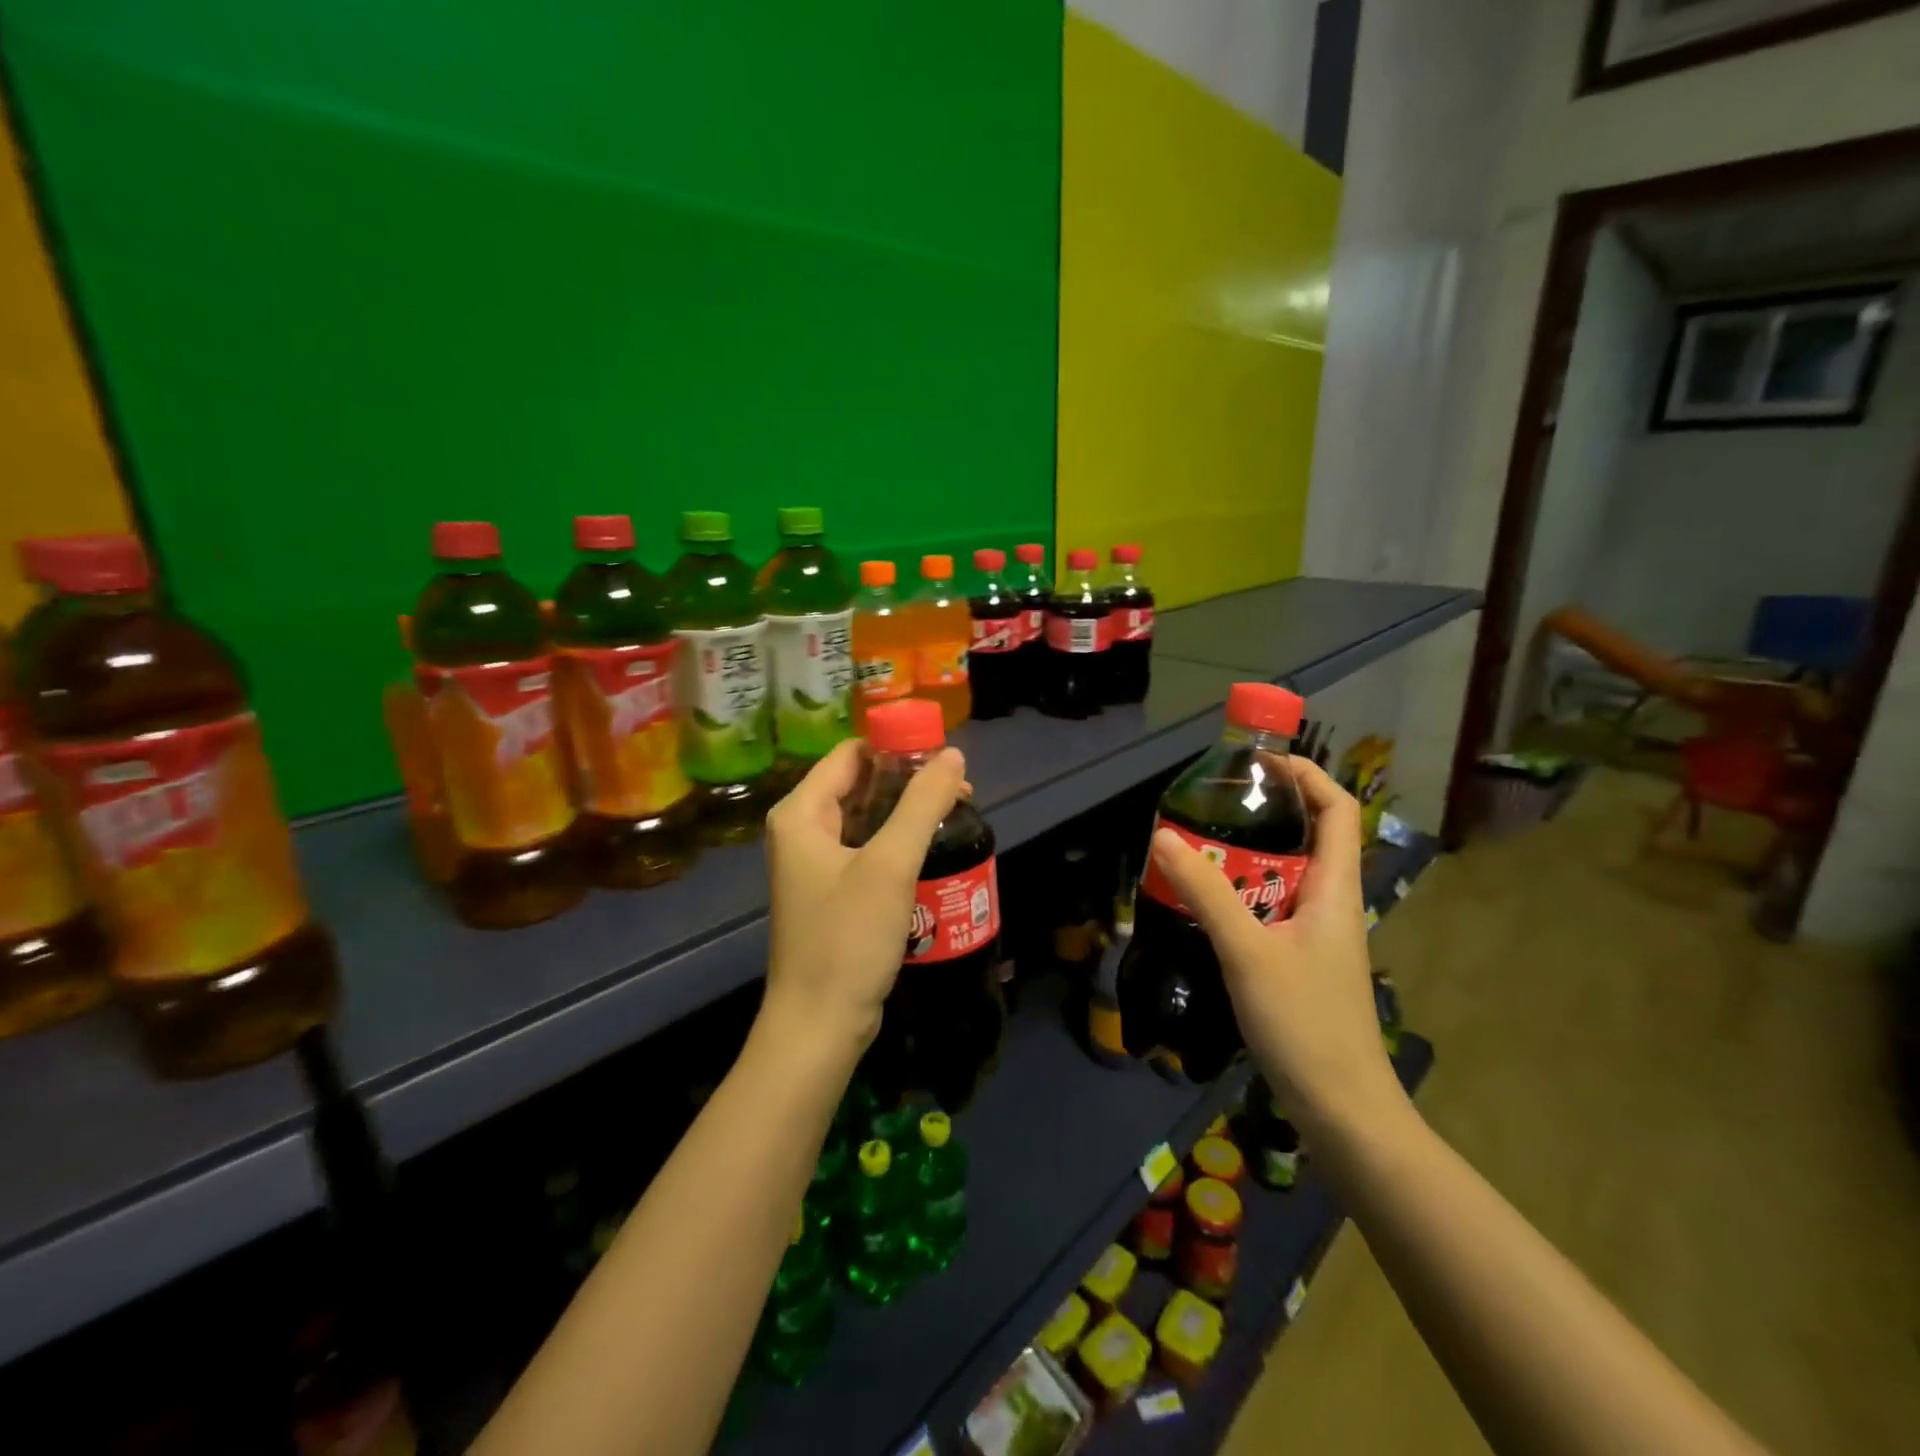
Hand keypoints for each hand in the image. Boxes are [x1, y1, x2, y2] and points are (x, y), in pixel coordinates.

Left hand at [761, 738, 968, 1051]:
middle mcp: (802, 830)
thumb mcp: (890, 865)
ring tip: (957, 812)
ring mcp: (816, 863)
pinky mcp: (833, 891)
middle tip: (961, 788)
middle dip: (909, 780)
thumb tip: (953, 754)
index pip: (851, 754)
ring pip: (868, 817)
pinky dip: (899, 841)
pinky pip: (869, 848)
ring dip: (908, 810)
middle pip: (860, 783)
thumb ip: (922, 803)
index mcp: (801, 812)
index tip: (944, 754)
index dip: (896, 746)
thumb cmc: (848, 938)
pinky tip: (934, 846)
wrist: (819, 1025)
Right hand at [1146, 755, 1402, 1136]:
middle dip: (1260, 814)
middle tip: (1206, 806)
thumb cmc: (1305, 1024)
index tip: (1258, 761)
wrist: (1341, 1111)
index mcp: (1336, 889)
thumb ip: (1206, 892)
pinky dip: (1237, 896)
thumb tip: (1163, 835)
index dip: (1306, 775)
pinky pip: (1267, 909)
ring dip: (1241, 858)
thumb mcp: (1248, 952)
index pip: (1337, 809)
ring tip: (1193, 849)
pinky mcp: (1297, 961)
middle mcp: (1330, 903)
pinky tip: (1202, 907)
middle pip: (1305, 837)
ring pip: (1281, 876)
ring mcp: (1314, 935)